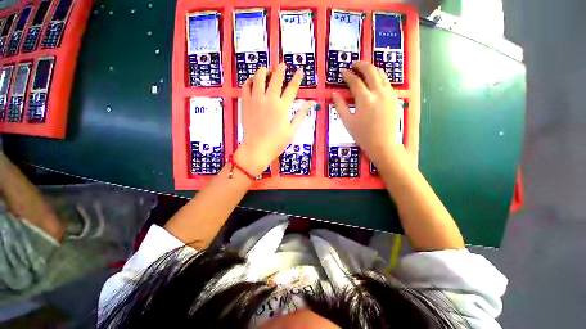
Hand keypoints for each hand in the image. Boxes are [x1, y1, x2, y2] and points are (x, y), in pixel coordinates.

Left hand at [236, 63, 313, 175]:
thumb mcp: (292, 130)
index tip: (300, 71)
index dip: (297, 77)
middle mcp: (270, 99)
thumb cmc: (277, 142)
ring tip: (266, 71)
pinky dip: (250, 80)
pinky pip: (246, 85)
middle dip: (281, 69)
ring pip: (259, 77)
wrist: (256, 149)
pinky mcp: (246, 102)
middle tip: (282, 65)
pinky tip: (253, 81)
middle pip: (276, 77)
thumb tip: (312, 103)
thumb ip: (301, 114)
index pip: (292, 87)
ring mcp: (256, 99)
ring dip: (264, 70)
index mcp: (283, 107)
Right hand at [333, 61, 402, 163]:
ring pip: (382, 74)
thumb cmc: (363, 135)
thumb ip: (340, 106)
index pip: (355, 81)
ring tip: (364, 69)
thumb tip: (334, 94)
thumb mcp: (347, 122)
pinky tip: (375, 83)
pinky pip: (387, 83)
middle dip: (361, 65)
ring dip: (372, 69)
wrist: (384, 144)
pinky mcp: (395, 98)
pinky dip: (379, 78)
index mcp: (365, 99)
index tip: (342, 71)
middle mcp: (379, 92)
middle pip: (371, 71)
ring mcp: (389, 94)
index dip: (347, 74)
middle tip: (354, 64)